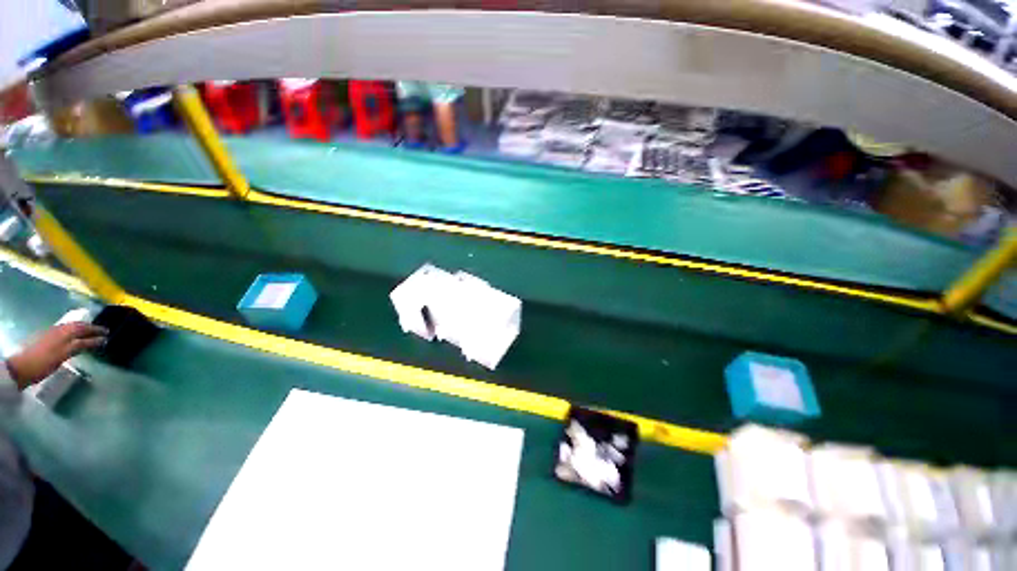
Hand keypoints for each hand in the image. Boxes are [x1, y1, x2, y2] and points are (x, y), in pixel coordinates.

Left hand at [6, 322, 106, 388]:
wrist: (22, 367)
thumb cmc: (46, 361)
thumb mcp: (65, 354)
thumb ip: (82, 345)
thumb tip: (99, 340)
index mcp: (67, 331)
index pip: (86, 329)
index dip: (97, 331)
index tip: (108, 334)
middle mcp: (61, 329)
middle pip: (78, 326)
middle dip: (90, 328)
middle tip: (102, 332)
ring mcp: (53, 333)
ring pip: (71, 328)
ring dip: (82, 330)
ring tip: (90, 334)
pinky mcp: (48, 338)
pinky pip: (65, 331)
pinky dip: (74, 333)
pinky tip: (74, 338)